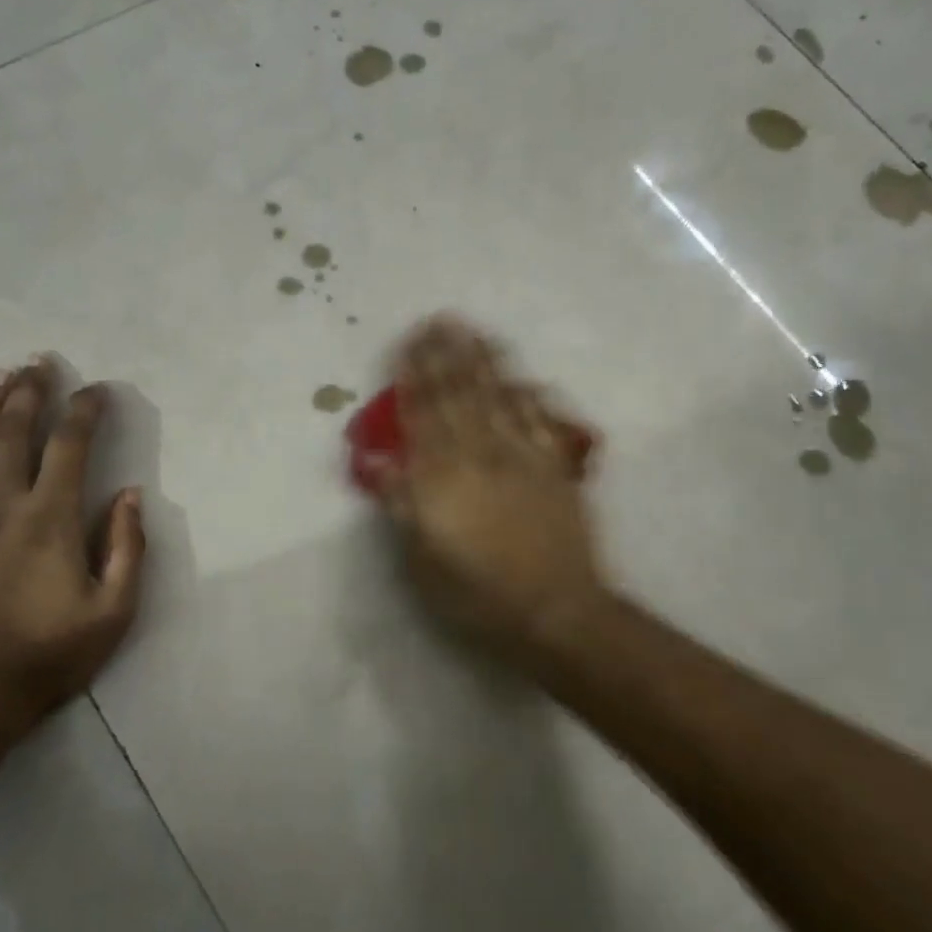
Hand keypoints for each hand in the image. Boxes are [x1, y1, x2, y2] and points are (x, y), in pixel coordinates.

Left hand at [0, 359, 145, 722]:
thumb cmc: (48, 655)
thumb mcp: (113, 610)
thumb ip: (127, 547)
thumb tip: (131, 495)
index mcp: (50, 518)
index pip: (71, 446)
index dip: (86, 411)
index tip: (97, 389)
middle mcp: (0, 505)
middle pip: (13, 433)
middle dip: (28, 392)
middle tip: (37, 361)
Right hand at [375, 318, 606, 663]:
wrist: (554, 611)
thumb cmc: (476, 593)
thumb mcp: (421, 558)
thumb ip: (401, 501)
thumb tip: (376, 459)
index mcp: (443, 475)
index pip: (423, 413)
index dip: (415, 375)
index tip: (409, 342)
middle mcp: (481, 454)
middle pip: (460, 394)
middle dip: (447, 354)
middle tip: (439, 320)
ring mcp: (523, 456)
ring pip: (499, 396)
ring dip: (484, 361)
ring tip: (474, 331)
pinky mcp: (554, 467)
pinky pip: (540, 418)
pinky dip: (529, 393)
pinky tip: (523, 376)